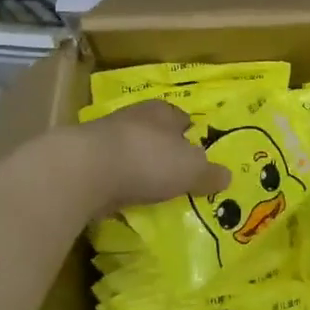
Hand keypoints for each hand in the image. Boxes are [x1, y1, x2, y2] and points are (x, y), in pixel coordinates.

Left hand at [66, 100, 229, 217]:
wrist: (83, 171)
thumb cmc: (148, 160)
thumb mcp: (192, 170)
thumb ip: (209, 173)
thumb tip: (227, 176)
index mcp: (163, 112)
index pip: (181, 118)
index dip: (190, 133)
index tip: (197, 152)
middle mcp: (133, 117)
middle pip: (154, 132)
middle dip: (163, 149)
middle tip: (176, 171)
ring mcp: (104, 137)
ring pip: (129, 150)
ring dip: (138, 165)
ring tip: (150, 187)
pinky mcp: (82, 160)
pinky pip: (108, 170)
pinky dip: (117, 182)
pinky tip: (124, 197)